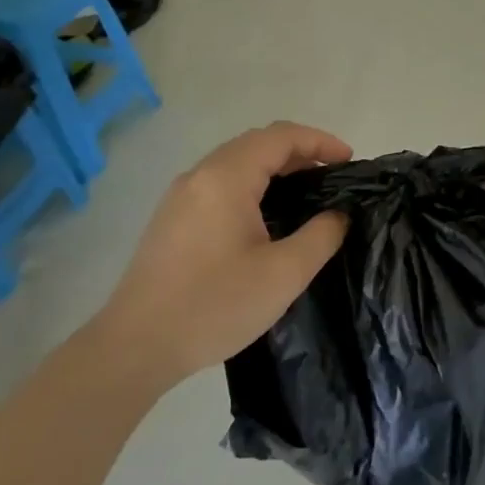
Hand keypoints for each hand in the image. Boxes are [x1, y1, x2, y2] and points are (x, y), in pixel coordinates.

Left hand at [95, 122, 351, 384]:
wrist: (134, 348)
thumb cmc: (214, 305)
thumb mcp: (284, 274)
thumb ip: (321, 235)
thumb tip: (338, 214)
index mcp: (226, 178)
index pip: (280, 137)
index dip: (320, 141)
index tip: (350, 161)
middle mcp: (200, 176)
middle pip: (257, 143)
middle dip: (300, 151)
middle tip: (332, 176)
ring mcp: (181, 196)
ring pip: (236, 162)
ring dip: (275, 167)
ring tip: (307, 193)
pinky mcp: (171, 218)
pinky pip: (220, 183)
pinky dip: (252, 183)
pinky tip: (267, 215)